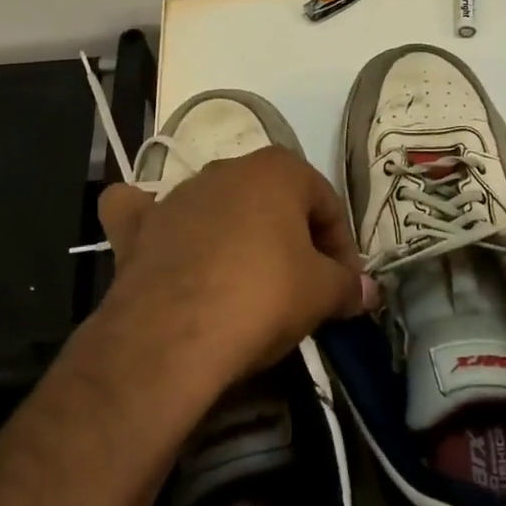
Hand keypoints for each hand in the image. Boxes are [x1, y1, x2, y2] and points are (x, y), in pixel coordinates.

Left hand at [93, 146, 372, 404]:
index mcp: (277, 170)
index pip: (326, 204)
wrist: (172, 336)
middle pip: (274, 203)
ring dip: (237, 235)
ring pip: (218, 207)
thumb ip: (348, 286)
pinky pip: (145, 214)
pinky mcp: (136, 228)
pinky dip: (154, 223)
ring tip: (247, 285)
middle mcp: (226, 169)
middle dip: (293, 239)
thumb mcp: (322, 294)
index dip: (342, 246)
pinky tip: (163, 239)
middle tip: (304, 286)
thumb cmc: (262, 297)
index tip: (345, 286)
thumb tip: (368, 292)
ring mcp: (176, 196)